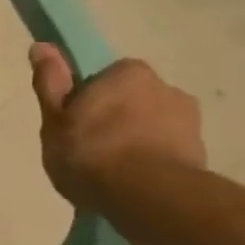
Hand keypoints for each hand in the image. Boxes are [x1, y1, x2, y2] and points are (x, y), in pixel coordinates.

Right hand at [29, 43, 204, 210]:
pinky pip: (168, 155)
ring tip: (113, 177)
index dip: (87, 102)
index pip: (104, 79)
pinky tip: (135, 188)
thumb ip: (50, 82)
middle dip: (116, 121)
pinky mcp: (202, 157)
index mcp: (129, 72)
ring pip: (152, 128)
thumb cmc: (92, 152)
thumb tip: (42, 46)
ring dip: (137, 144)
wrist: (148, 198)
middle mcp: (166, 88)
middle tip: (90, 152)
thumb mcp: (55, 118)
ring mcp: (190, 124)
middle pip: (131, 102)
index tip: (75, 125)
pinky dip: (153, 165)